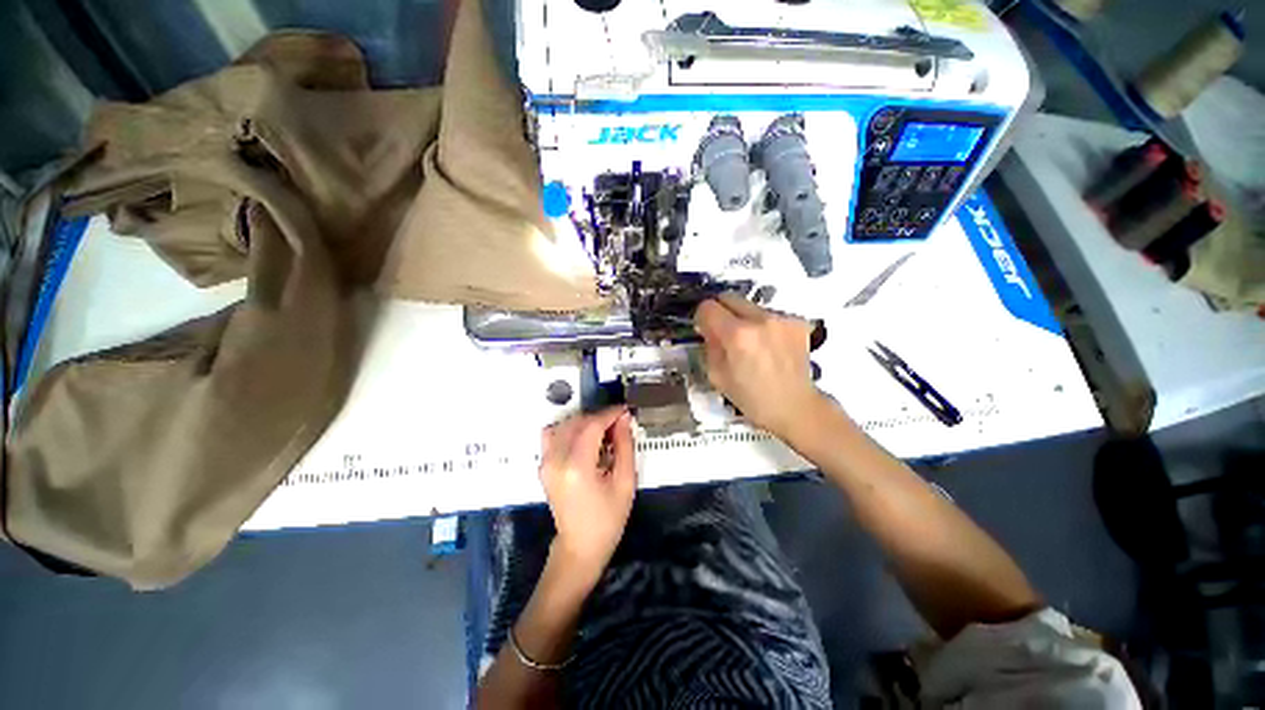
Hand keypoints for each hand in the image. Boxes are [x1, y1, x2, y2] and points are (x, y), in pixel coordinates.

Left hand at [539, 407, 637, 580]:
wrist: (580, 547)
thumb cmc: (608, 519)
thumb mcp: (625, 482)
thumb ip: (625, 446)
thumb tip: (624, 419)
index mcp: (577, 466)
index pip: (592, 425)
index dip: (610, 414)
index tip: (625, 410)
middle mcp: (556, 460)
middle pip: (577, 421)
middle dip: (599, 417)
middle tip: (618, 424)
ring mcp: (545, 462)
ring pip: (563, 424)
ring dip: (584, 422)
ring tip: (603, 432)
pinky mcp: (543, 465)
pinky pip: (553, 434)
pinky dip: (569, 429)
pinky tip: (584, 439)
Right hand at [695, 293, 823, 438]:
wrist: (795, 406)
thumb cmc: (751, 398)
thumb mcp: (717, 375)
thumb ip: (709, 345)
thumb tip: (709, 327)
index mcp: (737, 335)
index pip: (708, 307)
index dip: (702, 317)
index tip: (705, 328)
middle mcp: (760, 319)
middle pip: (729, 297)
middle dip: (722, 312)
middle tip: (725, 333)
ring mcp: (782, 318)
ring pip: (750, 306)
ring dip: (744, 319)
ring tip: (752, 343)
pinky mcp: (797, 321)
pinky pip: (770, 314)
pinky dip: (764, 325)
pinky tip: (769, 345)